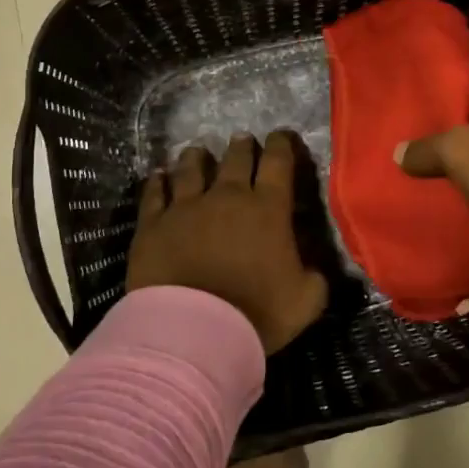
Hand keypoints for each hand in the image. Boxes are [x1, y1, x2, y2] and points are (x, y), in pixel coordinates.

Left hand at [127, 131, 329, 354]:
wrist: (194, 331)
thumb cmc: (257, 313)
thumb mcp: (307, 299)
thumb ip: (314, 276)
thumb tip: (312, 267)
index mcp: (268, 208)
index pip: (278, 162)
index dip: (281, 144)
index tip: (281, 136)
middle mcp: (227, 197)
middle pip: (235, 159)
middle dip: (242, 147)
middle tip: (243, 139)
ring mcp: (186, 208)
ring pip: (191, 170)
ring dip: (197, 158)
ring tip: (197, 151)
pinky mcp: (153, 225)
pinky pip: (154, 195)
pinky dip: (157, 182)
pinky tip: (157, 175)